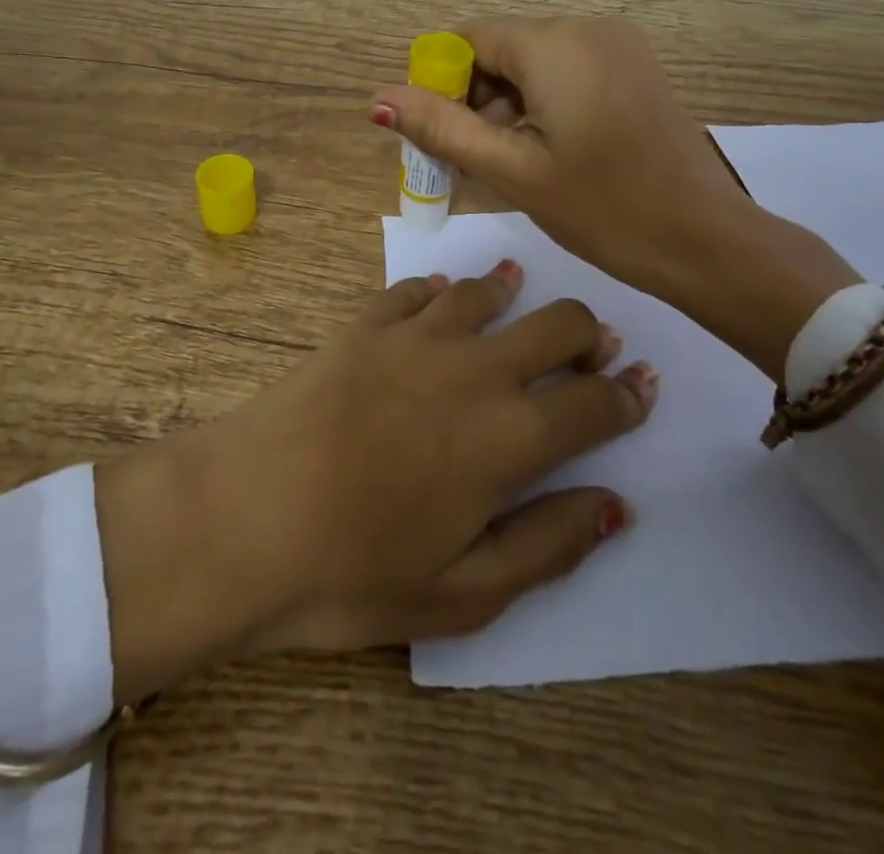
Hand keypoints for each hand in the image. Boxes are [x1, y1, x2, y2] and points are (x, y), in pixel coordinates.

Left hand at [95, 263, 656, 704]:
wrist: (242, 515)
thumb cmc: (353, 572)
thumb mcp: (463, 594)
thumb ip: (548, 544)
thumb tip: (615, 505)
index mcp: (510, 438)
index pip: (594, 403)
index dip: (628, 396)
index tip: (641, 389)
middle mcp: (476, 369)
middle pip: (558, 325)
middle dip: (588, 335)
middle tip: (588, 351)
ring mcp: (417, 336)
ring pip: (488, 292)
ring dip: (516, 295)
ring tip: (521, 298)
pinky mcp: (365, 324)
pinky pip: (416, 290)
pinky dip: (440, 291)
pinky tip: (440, 300)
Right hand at [370, 16, 860, 377]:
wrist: (705, 241)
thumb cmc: (604, 209)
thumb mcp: (512, 171)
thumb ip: (442, 129)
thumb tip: (378, 98)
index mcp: (556, 44)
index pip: (469, 38)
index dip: (441, 83)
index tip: (444, 138)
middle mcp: (588, 28)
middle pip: (502, 49)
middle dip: (475, 99)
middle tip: (472, 163)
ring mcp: (619, 46)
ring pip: (533, 63)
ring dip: (507, 107)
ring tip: (509, 166)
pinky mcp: (635, 69)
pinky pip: (567, 72)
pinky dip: (542, 105)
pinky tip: (546, 153)